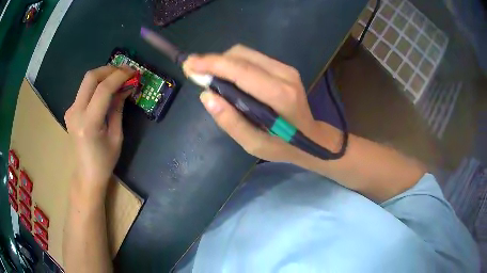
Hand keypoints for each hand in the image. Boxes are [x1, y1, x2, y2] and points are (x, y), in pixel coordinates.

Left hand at [64, 65, 134, 195]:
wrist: (86, 174)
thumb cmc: (105, 161)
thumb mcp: (116, 136)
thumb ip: (118, 108)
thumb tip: (126, 87)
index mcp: (88, 123)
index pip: (103, 89)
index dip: (119, 76)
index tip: (133, 71)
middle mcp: (76, 113)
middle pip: (91, 77)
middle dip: (109, 69)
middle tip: (124, 71)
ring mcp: (70, 110)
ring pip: (87, 81)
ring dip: (104, 75)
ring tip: (118, 79)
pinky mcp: (70, 110)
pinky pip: (85, 90)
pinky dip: (97, 84)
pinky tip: (106, 90)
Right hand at [183, 45, 322, 161]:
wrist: (312, 138)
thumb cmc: (283, 146)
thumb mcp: (254, 144)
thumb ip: (231, 122)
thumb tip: (205, 96)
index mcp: (280, 95)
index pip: (241, 71)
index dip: (212, 64)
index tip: (189, 64)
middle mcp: (285, 75)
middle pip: (241, 55)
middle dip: (214, 61)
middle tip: (196, 74)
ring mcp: (286, 68)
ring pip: (245, 53)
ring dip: (223, 62)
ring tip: (211, 78)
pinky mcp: (284, 67)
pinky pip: (252, 58)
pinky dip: (234, 64)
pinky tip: (229, 78)